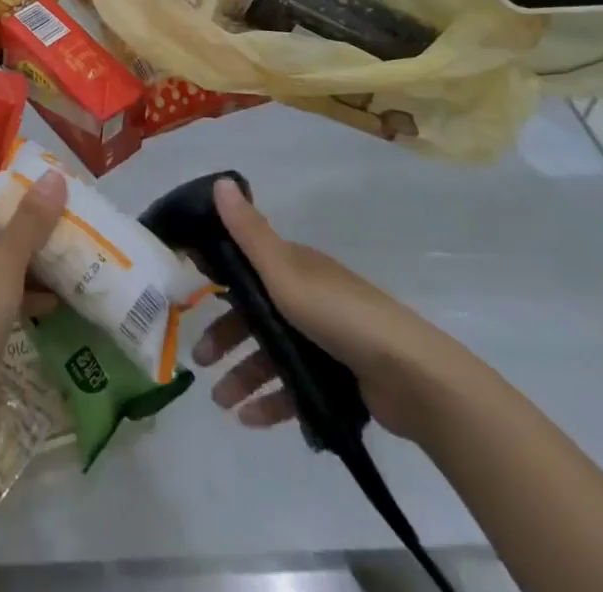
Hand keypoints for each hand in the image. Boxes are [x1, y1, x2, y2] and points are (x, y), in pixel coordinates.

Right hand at [192, 179, 482, 442]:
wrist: (412, 376)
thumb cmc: (340, 316)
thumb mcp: (285, 272)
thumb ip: (249, 233)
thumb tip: (219, 182)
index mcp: (295, 267)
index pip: (246, 269)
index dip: (217, 283)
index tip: (190, 301)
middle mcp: (308, 297)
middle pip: (256, 315)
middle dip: (225, 337)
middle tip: (199, 362)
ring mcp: (326, 339)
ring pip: (273, 354)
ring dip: (244, 375)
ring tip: (223, 404)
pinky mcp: (340, 377)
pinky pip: (296, 387)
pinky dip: (273, 401)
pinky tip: (252, 421)